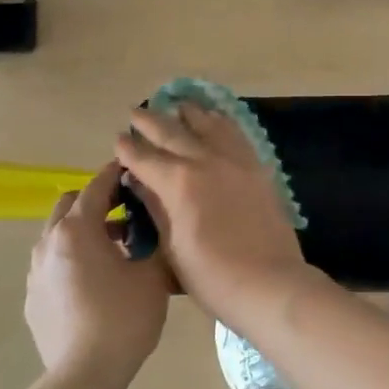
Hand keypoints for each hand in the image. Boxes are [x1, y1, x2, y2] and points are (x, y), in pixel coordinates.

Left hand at [25, 164, 170, 388]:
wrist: (85, 374)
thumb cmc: (124, 318)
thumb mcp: (151, 275)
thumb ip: (150, 241)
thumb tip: (148, 228)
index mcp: (77, 230)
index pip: (97, 187)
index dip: (116, 175)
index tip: (132, 170)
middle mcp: (49, 242)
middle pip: (69, 204)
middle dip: (95, 201)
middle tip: (124, 214)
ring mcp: (36, 271)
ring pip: (58, 235)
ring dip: (83, 231)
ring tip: (112, 251)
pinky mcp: (33, 297)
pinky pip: (53, 264)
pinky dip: (72, 259)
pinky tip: (94, 283)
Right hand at [115, 103, 309, 327]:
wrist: (269, 283)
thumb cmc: (212, 276)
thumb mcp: (172, 246)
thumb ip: (155, 206)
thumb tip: (138, 180)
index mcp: (177, 182)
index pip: (144, 157)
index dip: (128, 148)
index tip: (119, 139)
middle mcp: (205, 161)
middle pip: (172, 132)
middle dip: (150, 121)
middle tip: (135, 113)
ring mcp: (235, 161)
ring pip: (207, 124)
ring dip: (187, 113)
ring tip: (176, 105)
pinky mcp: (257, 167)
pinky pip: (236, 134)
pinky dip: (221, 122)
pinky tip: (216, 119)